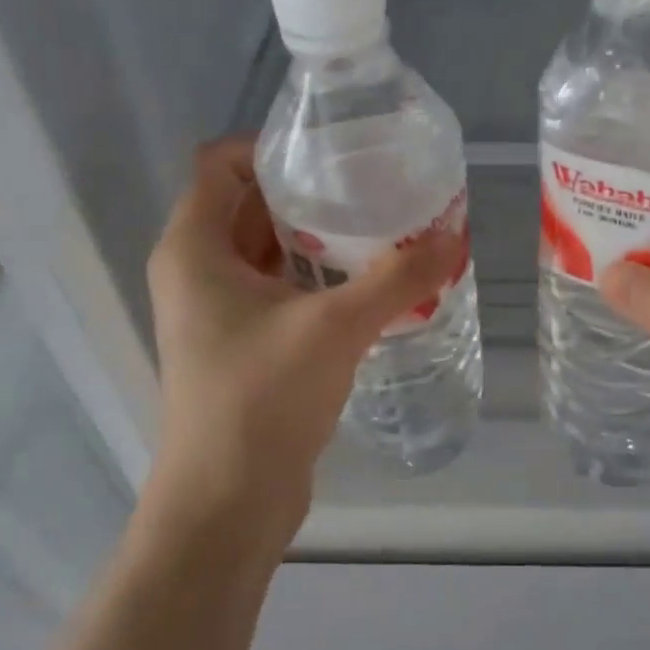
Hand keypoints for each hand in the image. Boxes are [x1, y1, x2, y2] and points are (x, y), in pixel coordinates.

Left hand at [144, 138, 461, 544]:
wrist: (227, 501)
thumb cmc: (261, 398)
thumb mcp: (335, 327)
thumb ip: (397, 278)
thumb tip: (455, 236)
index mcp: (193, 248)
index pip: (221, 164)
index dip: (273, 148)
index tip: (335, 155)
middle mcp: (195, 273)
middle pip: (249, 207)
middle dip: (310, 196)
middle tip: (374, 190)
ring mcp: (215, 313)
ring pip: (267, 255)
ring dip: (318, 243)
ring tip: (382, 232)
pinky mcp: (239, 348)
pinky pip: (277, 294)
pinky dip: (316, 283)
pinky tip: (368, 288)